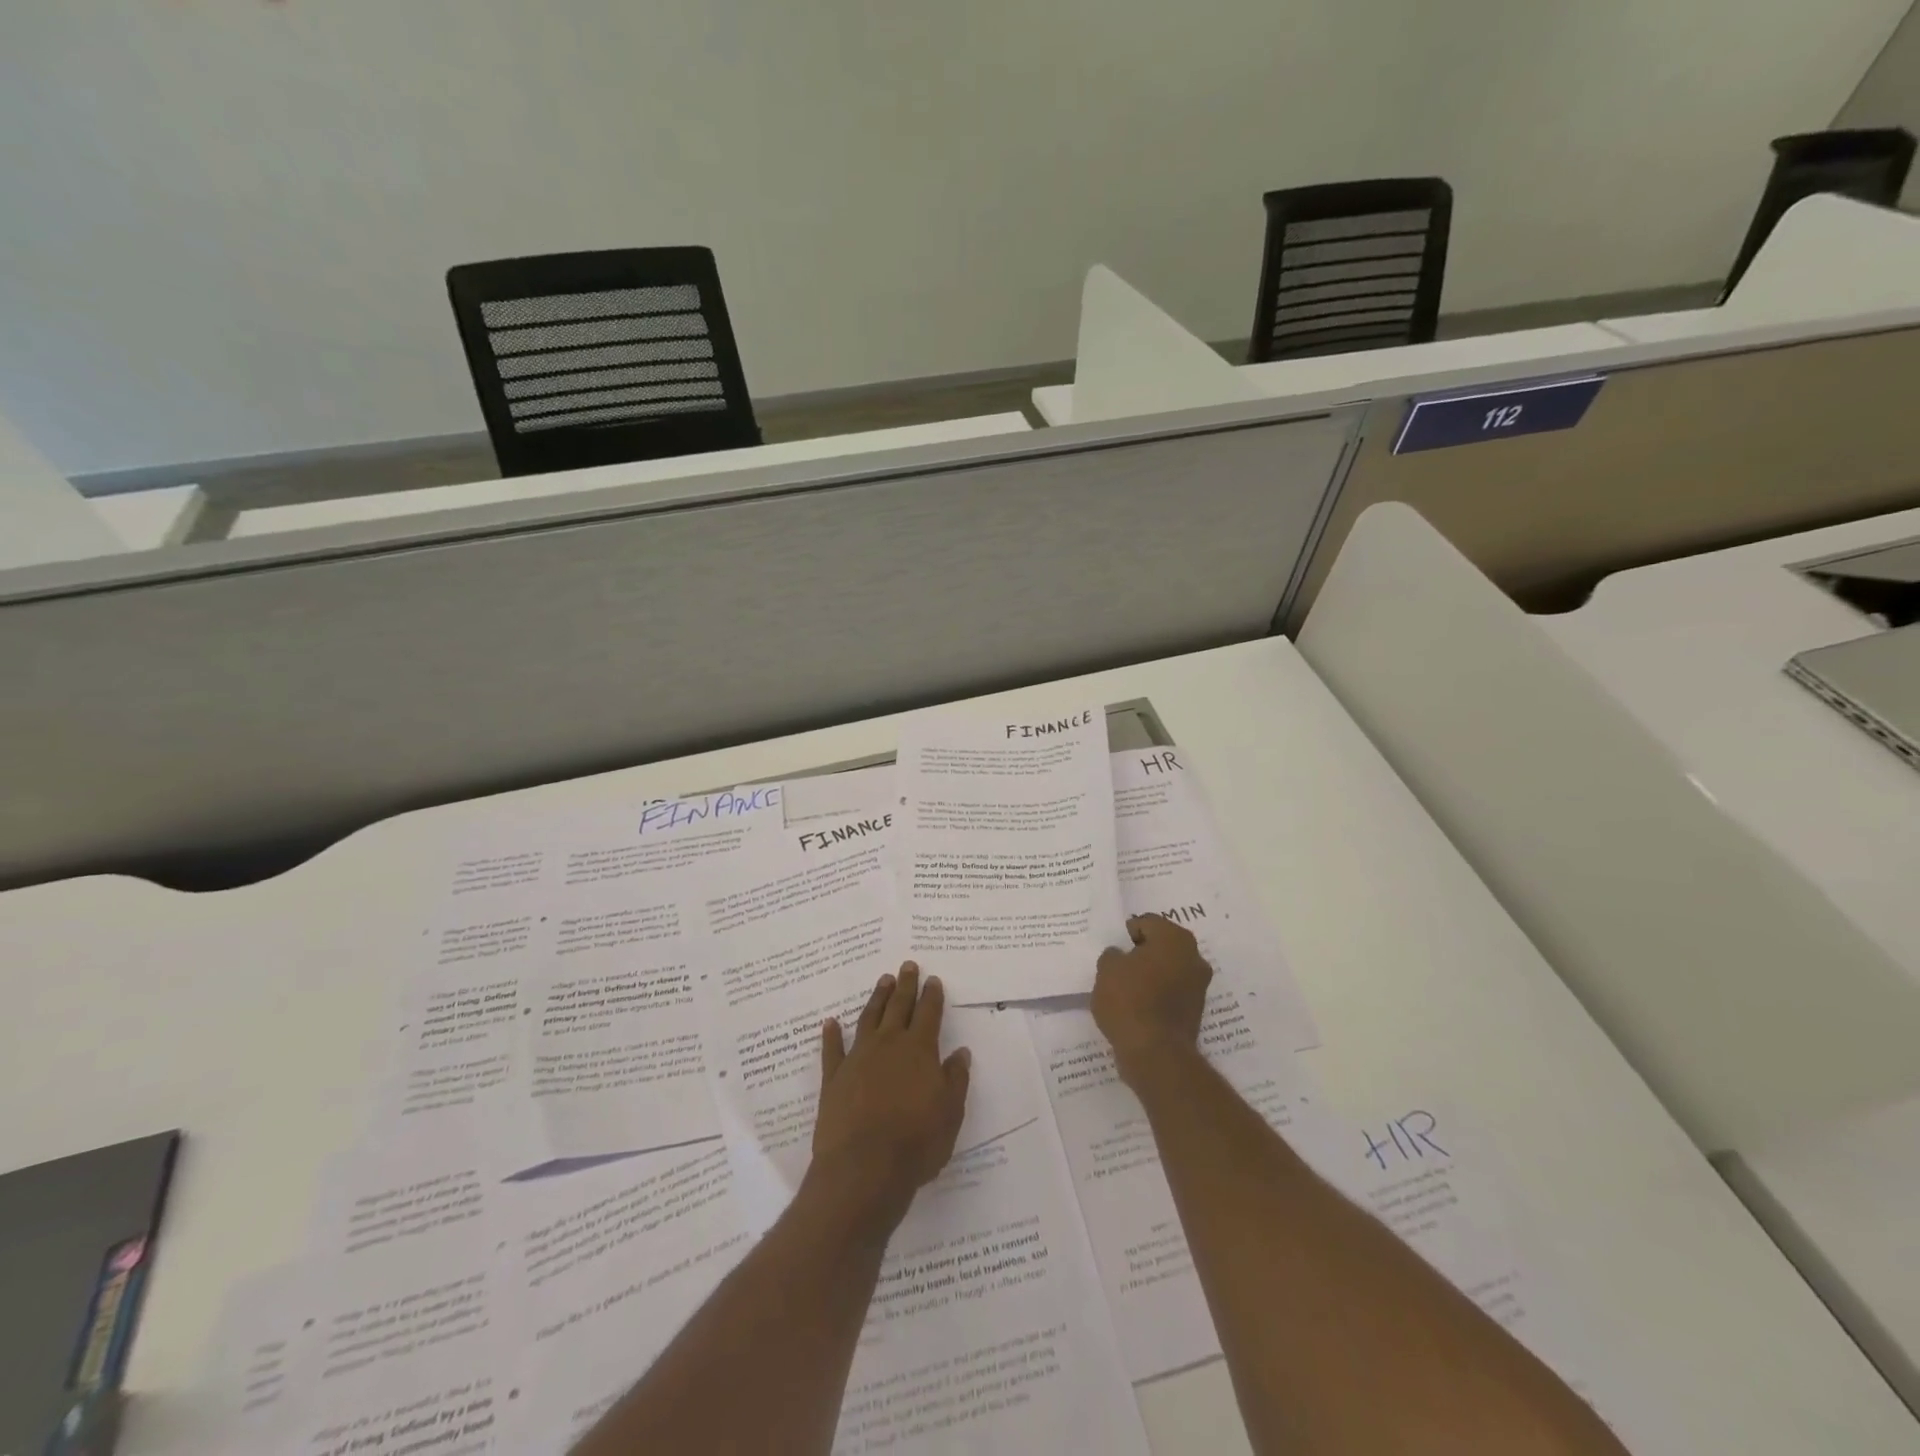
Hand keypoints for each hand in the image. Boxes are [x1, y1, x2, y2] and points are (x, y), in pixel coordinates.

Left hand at [811, 964, 970, 1232]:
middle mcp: (888, 1045)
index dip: (932, 995)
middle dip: (905, 985)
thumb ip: (955, 1080)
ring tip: (883, 981)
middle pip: (898, 1007)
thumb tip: (960, 1053)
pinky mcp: (833, 1078)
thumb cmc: (916, 1143)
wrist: (864, 1168)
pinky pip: (832, 1050)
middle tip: (907, 965)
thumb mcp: (950, 1113)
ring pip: (869, 1019)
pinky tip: (830, 1022)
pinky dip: (831, 1035)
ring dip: (877, 999)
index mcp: (920, 1051)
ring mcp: (858, 1059)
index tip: (933, 979)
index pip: (928, 1014)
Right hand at [1093, 914, 1212, 1085]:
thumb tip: (1121, 957)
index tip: (1114, 950)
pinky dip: (1157, 994)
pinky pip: (1172, 992)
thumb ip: (1113, 955)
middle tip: (1119, 965)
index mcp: (1174, 938)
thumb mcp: (1107, 969)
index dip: (1127, 934)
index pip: (1147, 923)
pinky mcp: (1196, 1011)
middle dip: (1142, 953)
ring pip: (1168, 969)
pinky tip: (1138, 1006)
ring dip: (1151, 974)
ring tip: (1126, 988)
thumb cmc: (1129, 1000)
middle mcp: (1194, 956)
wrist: (1155, 1053)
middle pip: (1161, 945)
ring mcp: (1199, 985)